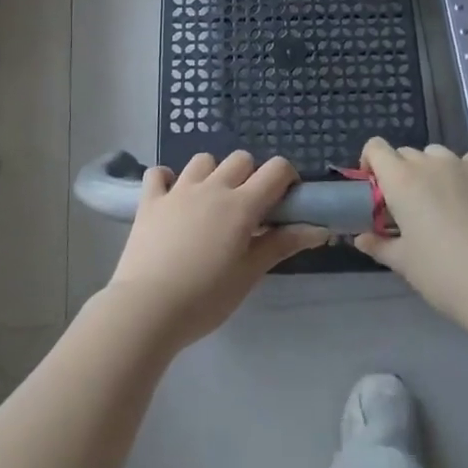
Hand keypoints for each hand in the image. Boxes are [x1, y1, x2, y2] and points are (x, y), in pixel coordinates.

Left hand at [103, 151, 328, 349]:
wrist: (147, 308)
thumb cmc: (206, 298)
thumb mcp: (250, 274)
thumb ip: (283, 244)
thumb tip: (320, 229)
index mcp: (241, 204)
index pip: (276, 169)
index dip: (287, 178)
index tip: (285, 201)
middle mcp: (212, 187)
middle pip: (241, 159)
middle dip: (251, 176)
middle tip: (248, 210)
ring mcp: (178, 190)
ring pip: (203, 160)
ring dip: (213, 174)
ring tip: (211, 203)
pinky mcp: (150, 201)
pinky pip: (159, 173)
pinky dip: (168, 180)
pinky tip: (172, 199)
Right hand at [354, 139, 467, 320]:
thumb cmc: (441, 272)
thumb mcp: (403, 262)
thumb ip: (378, 245)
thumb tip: (361, 239)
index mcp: (401, 180)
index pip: (375, 148)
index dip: (370, 163)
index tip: (374, 189)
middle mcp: (429, 164)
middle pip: (405, 153)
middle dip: (400, 172)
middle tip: (405, 206)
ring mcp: (463, 167)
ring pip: (437, 154)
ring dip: (430, 169)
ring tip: (438, 200)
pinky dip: (463, 169)